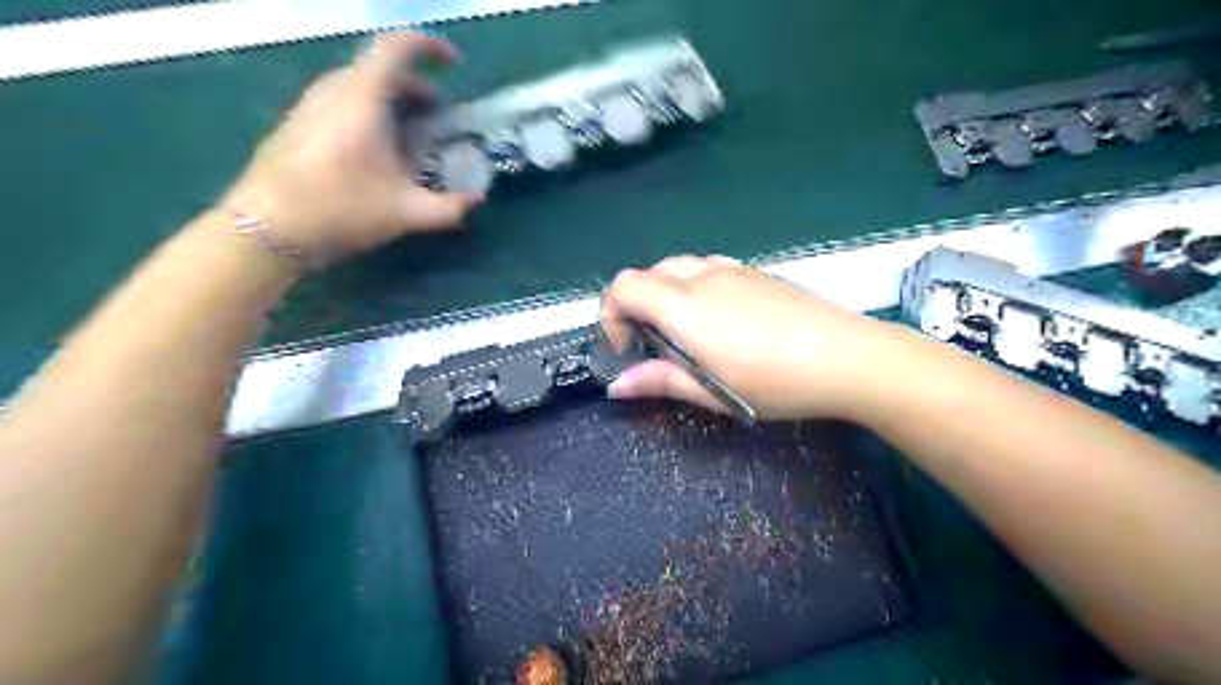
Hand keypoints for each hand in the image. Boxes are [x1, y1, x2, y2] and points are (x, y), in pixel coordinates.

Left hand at [222, 32, 483, 264]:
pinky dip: (369, 113)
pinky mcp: (297, 123)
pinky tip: (377, 154)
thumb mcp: (407, 213)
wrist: (268, 228)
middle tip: (438, 118)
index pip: (397, 48)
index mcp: (363, 98)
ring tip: (411, 138)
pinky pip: (342, 102)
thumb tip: (478, 200)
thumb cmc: (342, 210)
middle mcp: (334, 90)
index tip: (454, 66)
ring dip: (392, 102)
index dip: (430, 47)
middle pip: (381, 69)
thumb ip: (450, 207)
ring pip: (360, 86)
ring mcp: (310, 104)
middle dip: (417, 88)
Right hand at [599, 254, 914, 419]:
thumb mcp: (713, 392)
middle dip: (637, 304)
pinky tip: (722, 319)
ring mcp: (733, 269)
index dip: (611, 314)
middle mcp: (703, 277)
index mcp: (684, 307)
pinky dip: (695, 286)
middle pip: (648, 272)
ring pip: (680, 266)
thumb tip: (616, 386)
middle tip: (654, 343)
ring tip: (687, 331)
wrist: (847, 356)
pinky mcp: (757, 272)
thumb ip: (660, 381)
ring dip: (666, 293)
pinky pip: (710, 267)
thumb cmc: (775, 382)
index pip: (624, 286)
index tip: (628, 347)